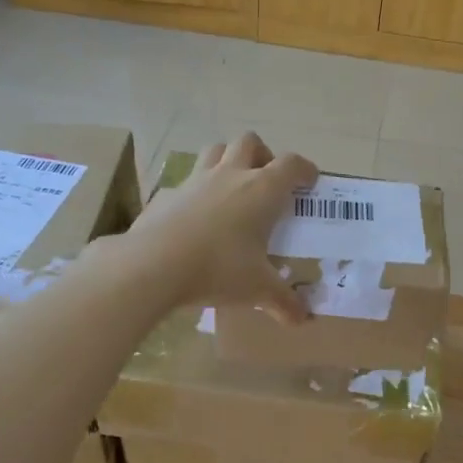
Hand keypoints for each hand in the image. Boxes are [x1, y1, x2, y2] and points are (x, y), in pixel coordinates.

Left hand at [123, 132, 317, 322]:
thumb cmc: (218, 269)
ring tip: (233, 188)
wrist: (152, 265)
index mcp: (261, 191)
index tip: (309, 181)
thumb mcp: (257, 289)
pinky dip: (197, 190)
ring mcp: (195, 180)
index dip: (304, 170)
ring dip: (228, 160)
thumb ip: (283, 301)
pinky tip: (196, 216)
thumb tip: (303, 319)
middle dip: (263, 156)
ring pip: (216, 150)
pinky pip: (187, 180)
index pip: (291, 165)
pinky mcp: (167, 193)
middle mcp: (230, 175)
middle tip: (267, 182)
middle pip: (250, 143)